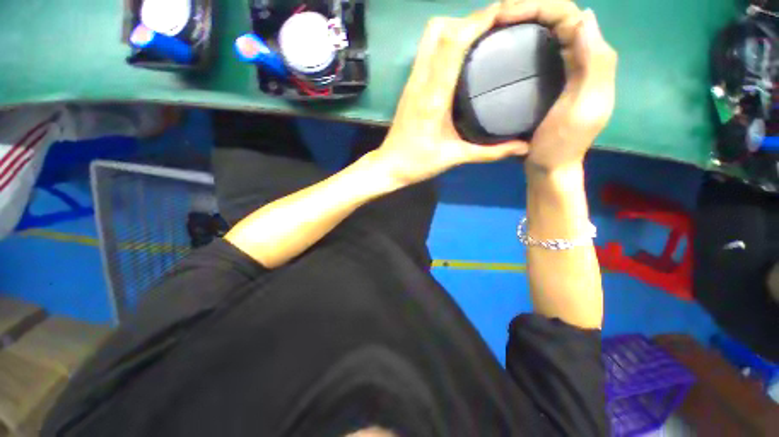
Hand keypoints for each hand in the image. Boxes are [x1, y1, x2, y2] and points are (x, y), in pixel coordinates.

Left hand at [374, 4, 528, 186]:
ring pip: (431, 32)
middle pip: (439, 29)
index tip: (499, 14)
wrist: (389, 162)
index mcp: (436, 93)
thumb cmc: (421, 161)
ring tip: (486, 27)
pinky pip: (430, 42)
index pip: (452, 45)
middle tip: (497, 20)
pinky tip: (469, 40)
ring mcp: (415, 73)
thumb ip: (494, 151)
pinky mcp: (414, 74)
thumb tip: (526, 145)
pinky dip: (450, 33)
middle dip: (469, 18)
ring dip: (458, 22)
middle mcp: (423, 76)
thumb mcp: (459, 157)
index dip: (474, 24)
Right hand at [499, 0, 617, 173]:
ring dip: (520, 13)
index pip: (567, 13)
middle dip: (524, 6)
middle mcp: (582, 50)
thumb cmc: (565, 142)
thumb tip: (586, 17)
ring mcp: (567, 56)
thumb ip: (596, 65)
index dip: (536, 6)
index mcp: (593, 57)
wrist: (551, 166)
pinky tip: (502, 31)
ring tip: (494, 21)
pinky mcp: (552, 63)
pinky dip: (519, 25)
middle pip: (554, 11)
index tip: (506, 16)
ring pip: (545, 19)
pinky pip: (538, 32)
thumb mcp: (586, 107)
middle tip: (494, 17)